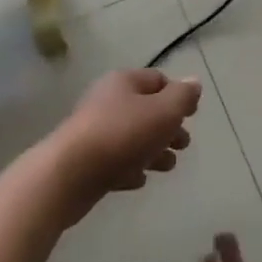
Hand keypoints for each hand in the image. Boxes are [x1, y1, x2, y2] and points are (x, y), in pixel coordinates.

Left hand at [46, 69, 201, 225]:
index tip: (193, 115)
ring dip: (153, 150)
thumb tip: (194, 83)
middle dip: (168, 126)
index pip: (158, 80)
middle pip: (145, 110)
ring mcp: (93, 132)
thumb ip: (183, 97)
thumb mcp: (163, 111)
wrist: (67, 176)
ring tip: (168, 166)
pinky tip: (139, 180)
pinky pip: (114, 160)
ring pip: (131, 137)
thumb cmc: (122, 135)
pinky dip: (130, 168)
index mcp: (124, 82)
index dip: (178, 95)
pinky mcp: (84, 162)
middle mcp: (106, 101)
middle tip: (184, 144)